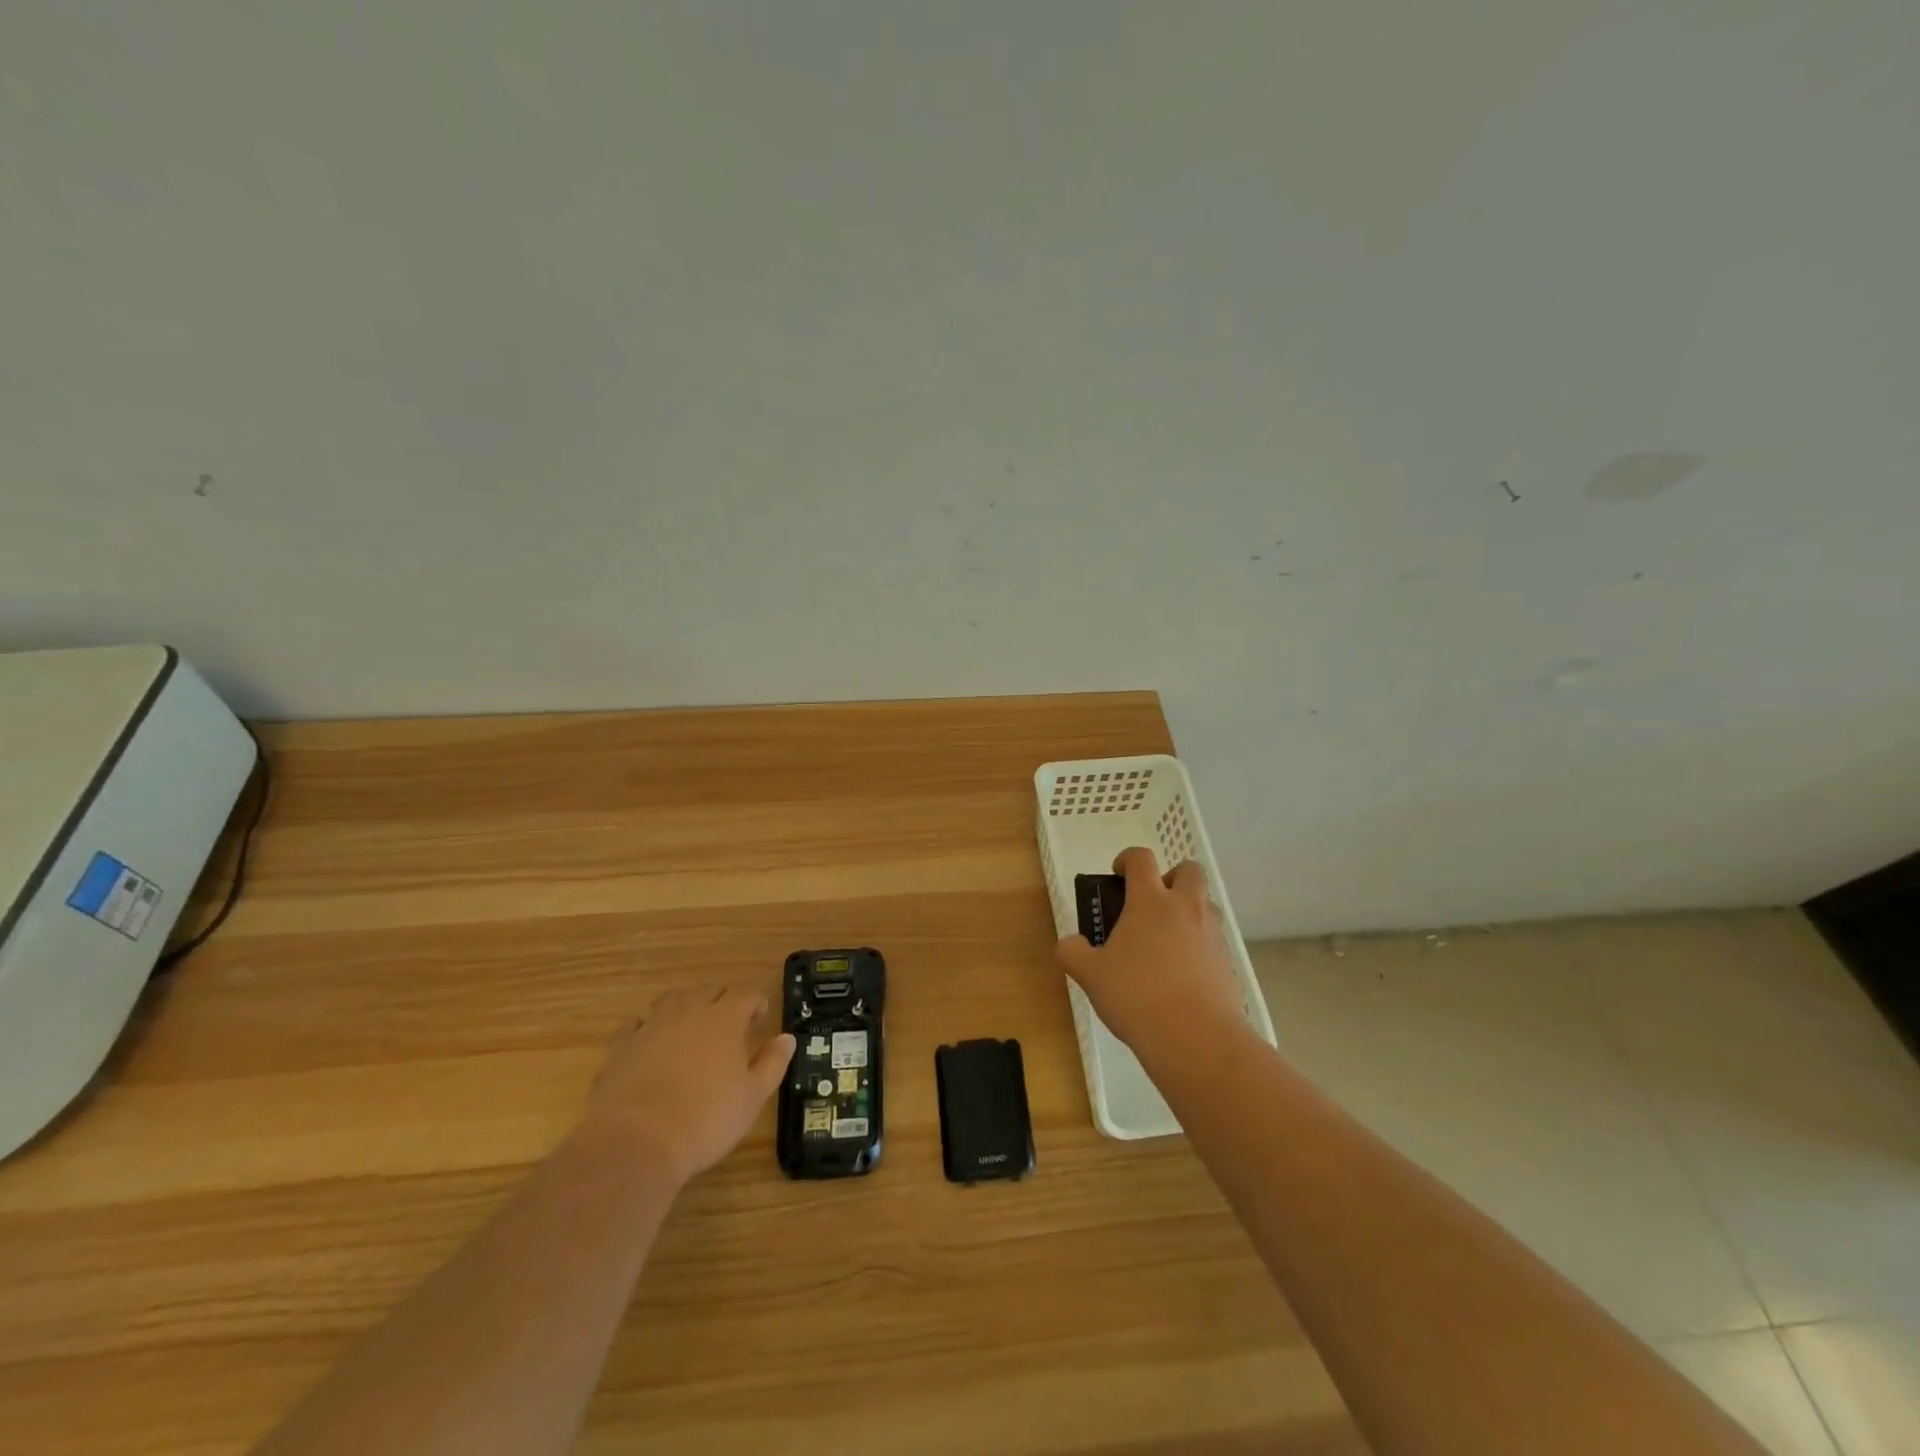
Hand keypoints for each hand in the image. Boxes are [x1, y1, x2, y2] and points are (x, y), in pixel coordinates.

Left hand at [580, 986, 794, 1186]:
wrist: (635, 1143)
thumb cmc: (705, 1120)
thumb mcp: (752, 1097)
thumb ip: (772, 1063)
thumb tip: (787, 1038)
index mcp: (724, 1019)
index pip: (745, 994)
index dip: (756, 1002)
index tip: (760, 1018)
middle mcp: (688, 1012)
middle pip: (709, 991)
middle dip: (722, 1001)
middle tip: (730, 1023)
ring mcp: (651, 1026)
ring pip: (672, 1000)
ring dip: (686, 1006)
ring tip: (691, 1026)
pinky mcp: (621, 1046)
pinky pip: (636, 1024)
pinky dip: (648, 1027)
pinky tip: (650, 1042)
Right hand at [1055, 847, 1248, 1061]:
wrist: (1198, 1039)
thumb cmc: (1137, 996)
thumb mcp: (1091, 976)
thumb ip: (1073, 953)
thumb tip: (1069, 943)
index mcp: (1151, 902)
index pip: (1141, 859)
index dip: (1127, 860)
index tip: (1118, 875)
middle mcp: (1186, 908)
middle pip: (1188, 870)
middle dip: (1170, 878)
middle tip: (1150, 905)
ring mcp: (1212, 935)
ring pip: (1205, 905)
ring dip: (1187, 912)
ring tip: (1165, 944)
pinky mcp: (1228, 963)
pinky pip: (1213, 941)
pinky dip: (1198, 947)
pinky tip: (1180, 976)